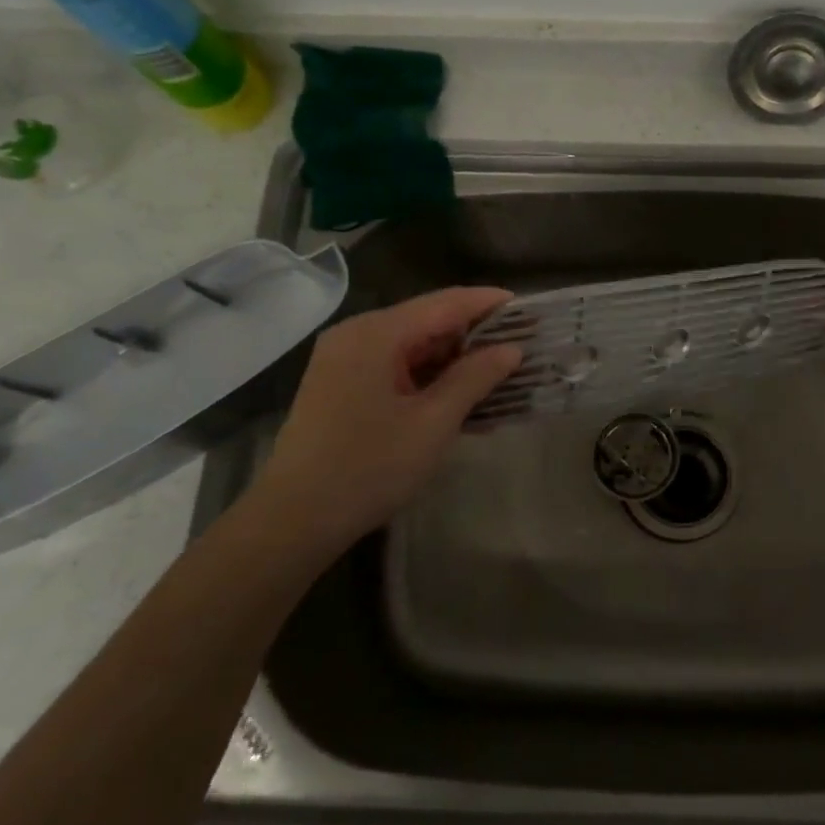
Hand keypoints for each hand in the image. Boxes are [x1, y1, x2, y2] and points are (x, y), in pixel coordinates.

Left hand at [248, 288, 521, 551]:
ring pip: (415, 346)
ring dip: (456, 360)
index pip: (446, 303)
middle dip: (476, 334)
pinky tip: (463, 397)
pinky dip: (431, 378)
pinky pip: (397, 368)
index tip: (529, 310)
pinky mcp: (343, 386)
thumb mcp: (434, 422)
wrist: (294, 521)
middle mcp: (358, 335)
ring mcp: (346, 360)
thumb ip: (475, 377)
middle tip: (522, 346)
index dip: (490, 303)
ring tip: (502, 374)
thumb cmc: (369, 467)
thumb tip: (512, 349)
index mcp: (377, 334)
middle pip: (429, 321)